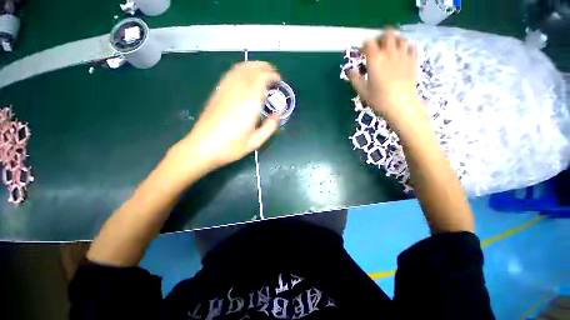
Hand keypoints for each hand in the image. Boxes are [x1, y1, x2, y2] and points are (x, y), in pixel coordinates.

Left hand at [176, 61, 281, 172]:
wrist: (202, 147)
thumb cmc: (230, 147)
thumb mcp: (255, 142)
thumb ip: (270, 127)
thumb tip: (278, 114)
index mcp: (249, 104)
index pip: (261, 79)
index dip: (272, 76)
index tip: (279, 81)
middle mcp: (237, 92)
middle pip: (251, 69)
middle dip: (264, 68)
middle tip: (273, 75)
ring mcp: (225, 91)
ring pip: (240, 69)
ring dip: (253, 66)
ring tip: (262, 71)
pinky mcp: (217, 93)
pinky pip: (230, 74)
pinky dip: (241, 70)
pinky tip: (245, 75)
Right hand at [349, 28, 427, 129]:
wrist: (401, 105)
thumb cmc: (379, 99)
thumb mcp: (362, 91)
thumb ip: (355, 79)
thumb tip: (349, 71)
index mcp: (375, 60)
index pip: (369, 43)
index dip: (365, 45)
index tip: (362, 52)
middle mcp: (390, 53)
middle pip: (387, 34)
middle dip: (381, 38)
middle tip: (377, 47)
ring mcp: (404, 55)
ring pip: (401, 38)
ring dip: (394, 41)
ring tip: (390, 49)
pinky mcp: (413, 60)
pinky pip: (412, 46)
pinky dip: (406, 47)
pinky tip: (402, 55)